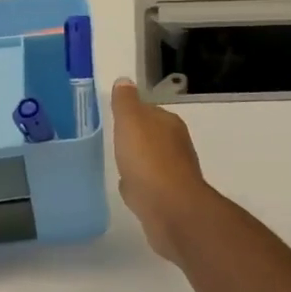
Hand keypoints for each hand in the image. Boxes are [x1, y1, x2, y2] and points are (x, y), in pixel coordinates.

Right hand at [111, 79, 213, 262]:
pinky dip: (138, 184)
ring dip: (137, 162)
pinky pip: (148, 185)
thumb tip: (124, 81)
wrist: (171, 210)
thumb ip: (126, 102)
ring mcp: (174, 174)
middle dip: (135, 138)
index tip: (115, 117)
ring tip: (118, 164)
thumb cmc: (149, 161)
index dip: (132, 113)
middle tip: (114, 140)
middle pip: (151, 136)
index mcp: (169, 124)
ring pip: (150, 161)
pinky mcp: (168, 199)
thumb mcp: (131, 122)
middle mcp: (176, 146)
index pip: (149, 111)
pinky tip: (127, 188)